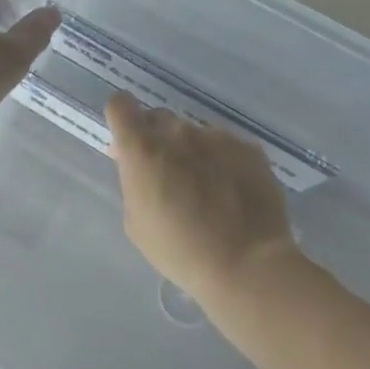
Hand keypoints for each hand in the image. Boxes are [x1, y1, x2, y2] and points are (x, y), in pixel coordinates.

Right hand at [104, 93, 298, 302]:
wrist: (247, 263)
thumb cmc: (180, 250)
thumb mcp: (137, 223)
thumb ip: (134, 184)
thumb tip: (141, 168)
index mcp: (143, 149)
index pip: (120, 105)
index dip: (122, 119)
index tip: (128, 143)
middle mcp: (178, 132)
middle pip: (159, 118)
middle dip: (157, 139)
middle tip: (167, 174)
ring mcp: (217, 136)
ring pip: (194, 134)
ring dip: (192, 152)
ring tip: (207, 190)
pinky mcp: (248, 147)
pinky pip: (226, 146)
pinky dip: (223, 162)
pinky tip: (232, 193)